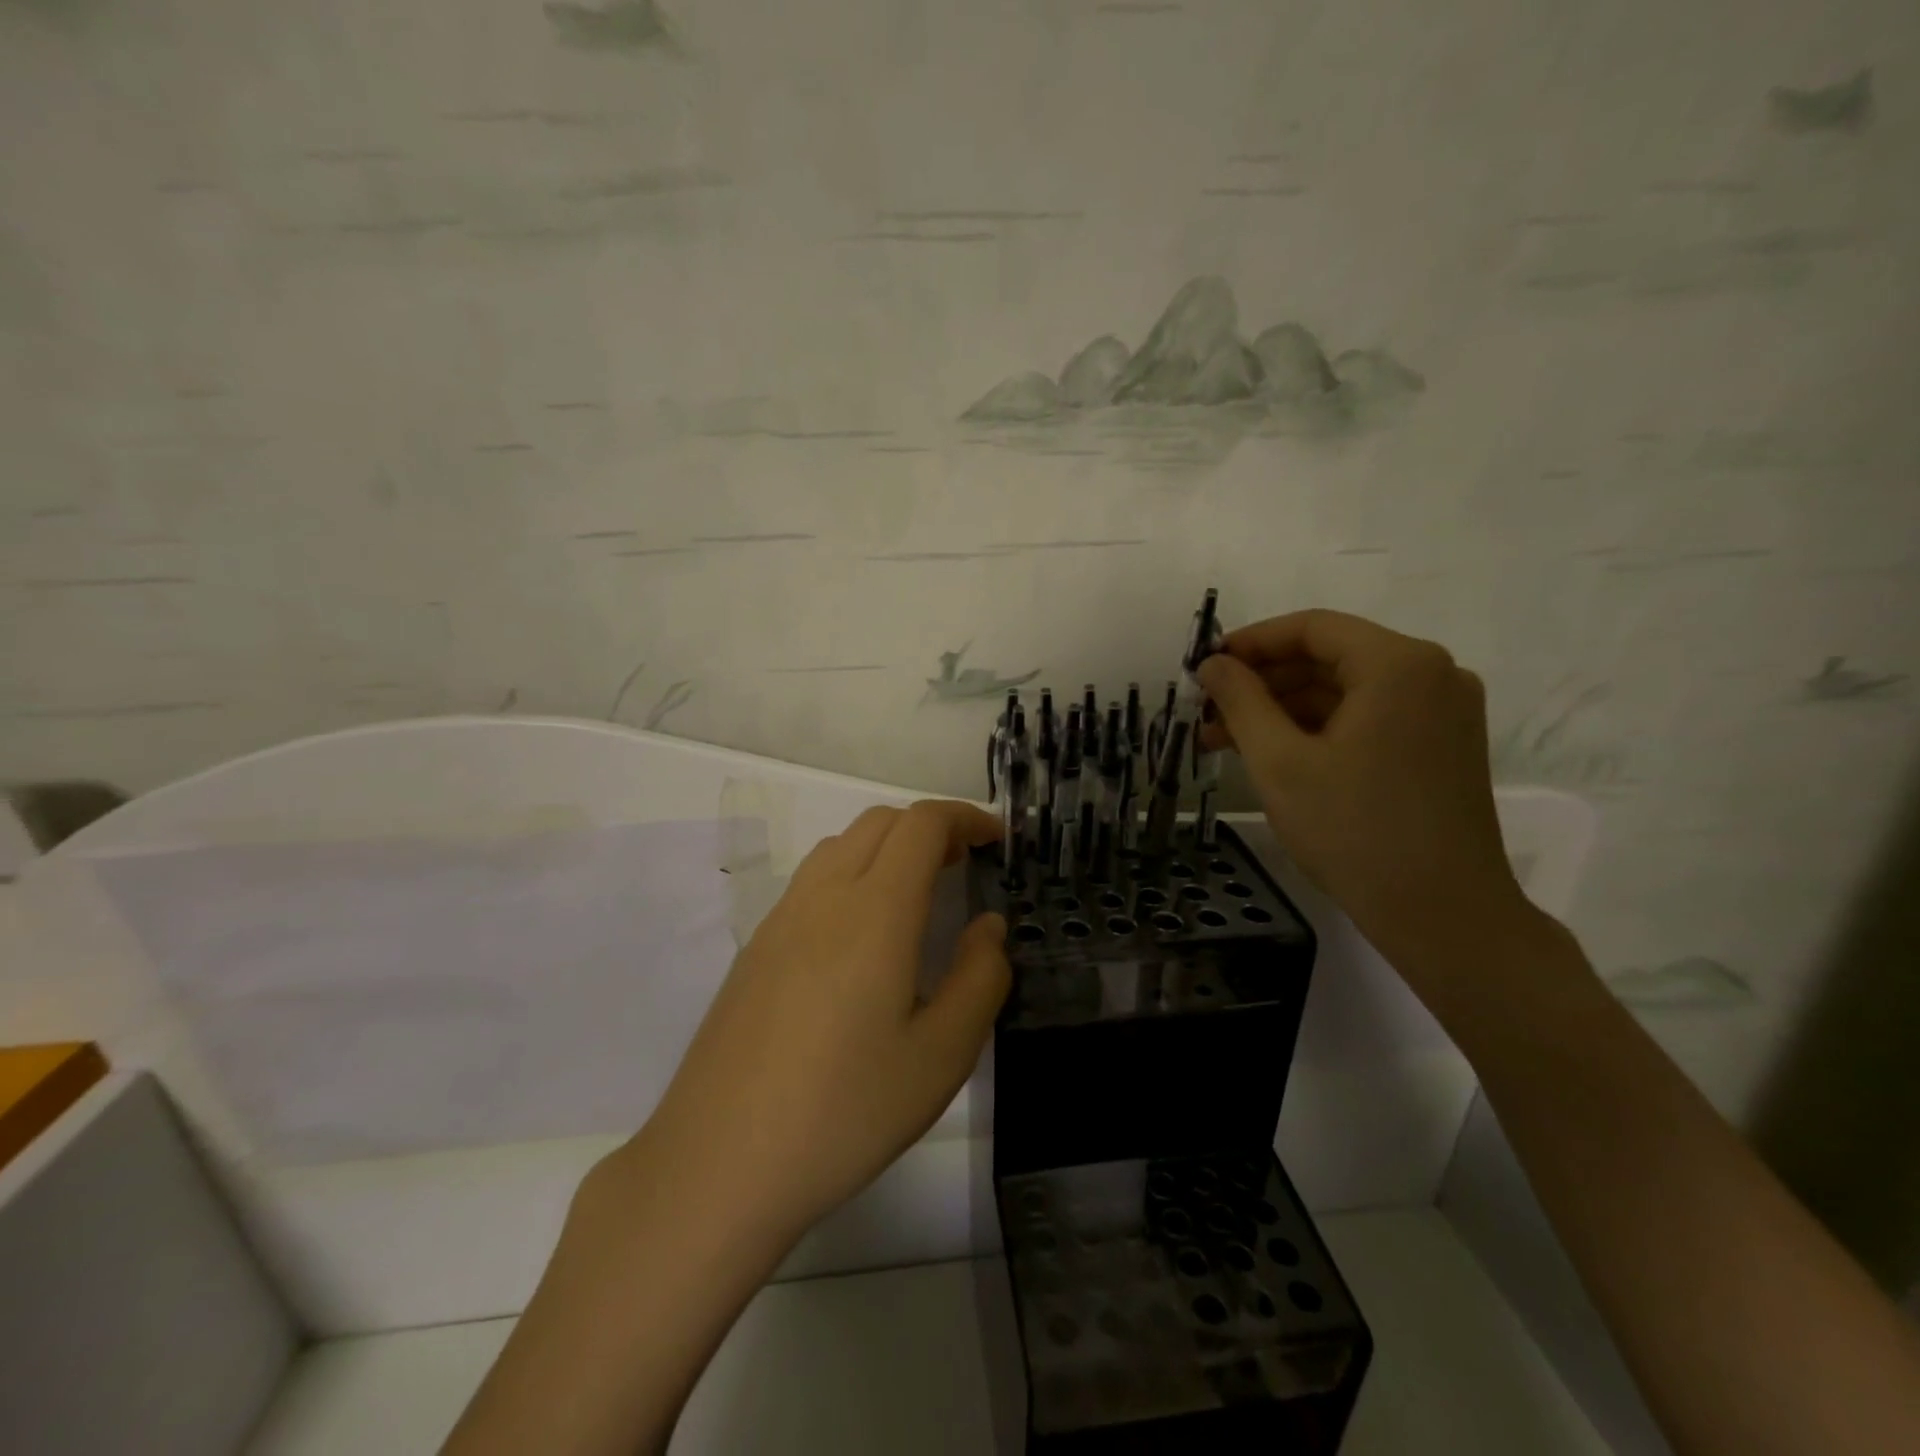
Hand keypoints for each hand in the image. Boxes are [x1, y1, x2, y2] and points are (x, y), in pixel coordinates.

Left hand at [629, 799, 1009, 1245]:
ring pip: (841, 845)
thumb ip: (979, 979)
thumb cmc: (844, 1112)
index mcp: (875, 912)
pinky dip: (852, 874)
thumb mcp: (941, 1057)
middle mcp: (824, 897)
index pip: (922, 825)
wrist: (718, 1164)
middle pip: (880, 823)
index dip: (964, 817)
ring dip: (888, 847)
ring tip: (917, 895)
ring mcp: (781, 919)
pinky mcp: (756, 948)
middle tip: (964, 867)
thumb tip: (987, 926)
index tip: (995, 840)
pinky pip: (812, 880)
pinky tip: (862, 937)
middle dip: (930, 828)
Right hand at [1197, 609, 1526, 980]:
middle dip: (1262, 682)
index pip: (1312, 628)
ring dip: (1283, 710)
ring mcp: (1442, 713)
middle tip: (1207, 712)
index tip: (1203, 668)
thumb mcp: (1280, 761)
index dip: (1250, 642)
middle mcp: (1432, 674)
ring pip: (1345, 692)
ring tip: (1224, 740)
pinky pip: (1368, 718)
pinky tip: (1272, 755)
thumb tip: (1213, 664)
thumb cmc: (1354, 831)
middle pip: (1329, 658)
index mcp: (1399, 665)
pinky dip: (1318, 730)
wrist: (1443, 915)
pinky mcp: (1441, 747)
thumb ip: (1241, 701)